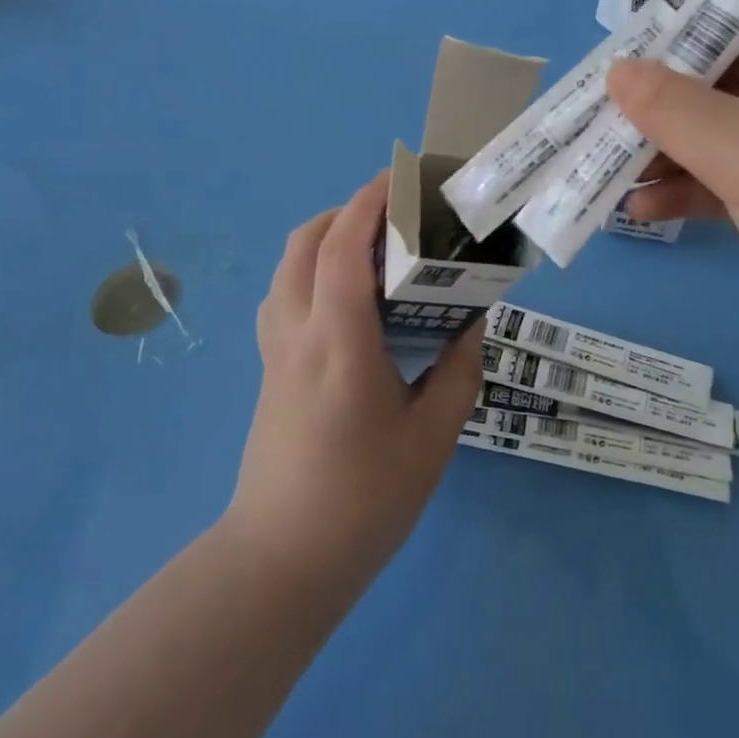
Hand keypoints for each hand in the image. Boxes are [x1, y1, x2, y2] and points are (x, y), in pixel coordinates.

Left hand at [227, 171, 481, 593]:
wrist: (281, 560)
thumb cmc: (364, 500)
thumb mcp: (433, 438)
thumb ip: (457, 370)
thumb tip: (471, 321)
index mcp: (339, 343)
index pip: (342, 249)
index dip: (367, 203)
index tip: (398, 177)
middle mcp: (298, 333)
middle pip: (305, 243)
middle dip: (346, 211)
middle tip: (393, 214)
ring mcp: (274, 350)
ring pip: (288, 266)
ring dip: (324, 237)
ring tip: (372, 248)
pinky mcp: (267, 367)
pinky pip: (283, 294)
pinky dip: (310, 269)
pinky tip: (343, 296)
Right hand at [607, 20, 738, 401]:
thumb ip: (676, 109)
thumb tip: (617, 70)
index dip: (674, 50)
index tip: (614, 69)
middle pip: (726, 93)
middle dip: (662, 115)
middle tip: (598, 126)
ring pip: (724, 145)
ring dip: (668, 160)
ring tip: (607, 174)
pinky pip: (735, 188)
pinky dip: (692, 195)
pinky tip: (642, 211)